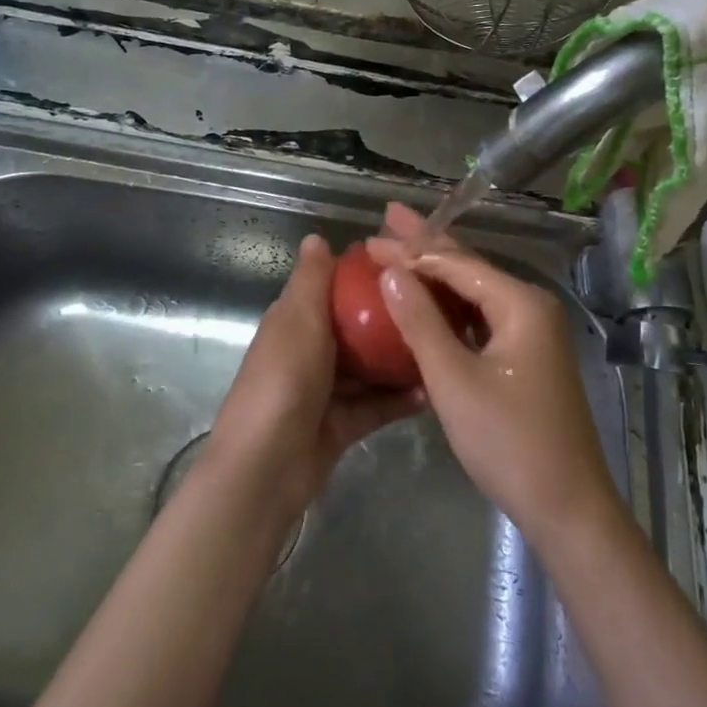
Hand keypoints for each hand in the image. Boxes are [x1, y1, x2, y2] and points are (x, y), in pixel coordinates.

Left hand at [205, 234, 422, 521]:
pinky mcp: (341, 424)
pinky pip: (376, 405)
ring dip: (399, 359)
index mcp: (295, 320)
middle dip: (389, 317)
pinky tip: (431, 390)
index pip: (330, 286)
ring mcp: (326, 389)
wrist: (265, 470)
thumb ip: (311, 281)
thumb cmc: (283, 382)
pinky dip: (398, 399)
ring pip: (369, 367)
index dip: (362, 272)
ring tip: (441, 344)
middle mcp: (310, 350)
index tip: (405, 262)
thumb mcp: (298, 322)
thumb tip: (316, 236)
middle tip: (436, 304)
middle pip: (355, 326)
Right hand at [366, 205, 622, 547]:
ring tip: (400, 248)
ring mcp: (531, 332)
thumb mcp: (455, 381)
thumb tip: (392, 272)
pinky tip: (426, 301)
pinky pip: (481, 317)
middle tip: (388, 217)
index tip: (369, 240)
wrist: (568, 508)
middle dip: (426, 242)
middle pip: (469, 266)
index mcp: (520, 303)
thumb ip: (422, 322)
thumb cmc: (509, 442)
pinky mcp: (525, 356)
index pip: (456, 262)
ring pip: (474, 291)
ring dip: (436, 272)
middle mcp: (530, 307)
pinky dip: (450, 306)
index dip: (410, 250)